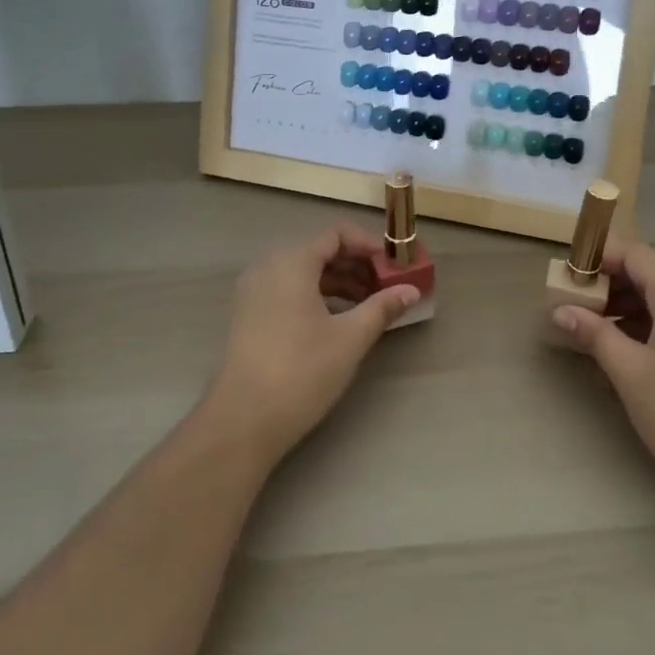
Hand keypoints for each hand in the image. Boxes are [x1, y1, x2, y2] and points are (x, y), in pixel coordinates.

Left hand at [203, 225, 419, 463]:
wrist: (243, 420)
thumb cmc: (301, 370)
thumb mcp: (350, 338)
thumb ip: (382, 307)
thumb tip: (411, 290)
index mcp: (291, 261)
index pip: (336, 234)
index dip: (368, 245)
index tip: (393, 266)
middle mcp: (268, 266)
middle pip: (320, 251)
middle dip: (356, 265)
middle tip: (386, 287)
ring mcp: (254, 291)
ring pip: (304, 272)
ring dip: (338, 282)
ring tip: (368, 306)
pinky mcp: (249, 314)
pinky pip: (288, 290)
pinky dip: (316, 296)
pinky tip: (338, 321)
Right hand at [551, 243, 654, 509]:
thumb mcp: (630, 373)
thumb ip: (595, 334)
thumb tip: (561, 310)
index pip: (634, 253)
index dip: (598, 258)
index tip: (568, 277)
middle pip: (648, 272)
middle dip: (608, 284)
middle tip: (573, 305)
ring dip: (625, 305)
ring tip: (592, 330)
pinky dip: (647, 323)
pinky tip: (625, 350)